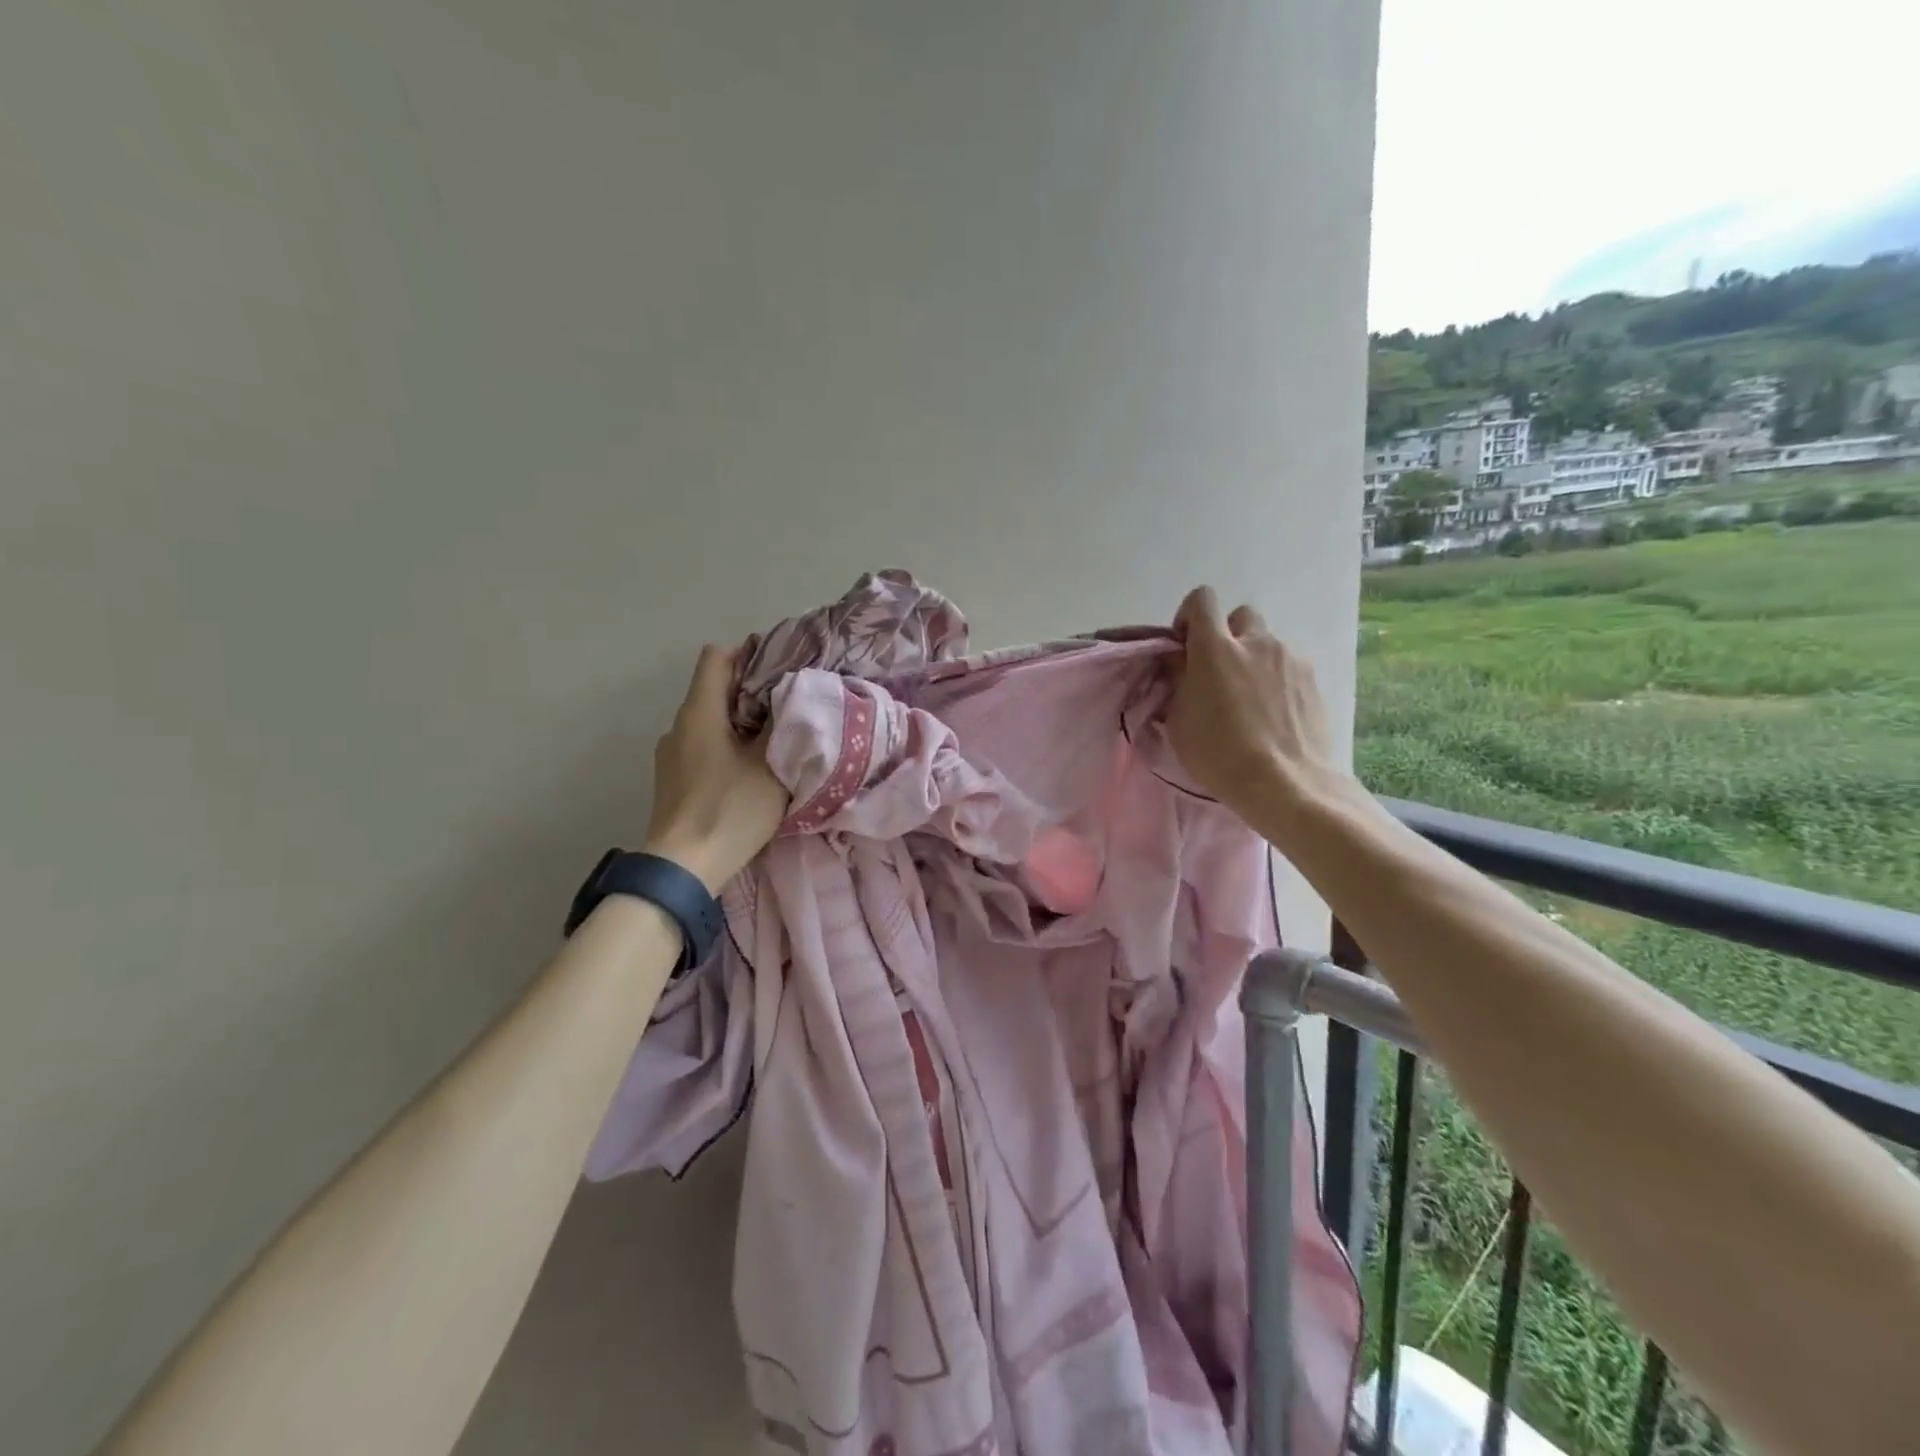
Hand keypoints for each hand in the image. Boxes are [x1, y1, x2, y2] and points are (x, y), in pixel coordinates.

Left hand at [641, 645, 788, 890]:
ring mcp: (671, 755)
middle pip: (714, 690)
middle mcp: (678, 726)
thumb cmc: (730, 809)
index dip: (749, 653)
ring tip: (775, 740)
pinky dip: (727, 748)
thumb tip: (792, 695)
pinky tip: (750, 771)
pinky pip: (703, 748)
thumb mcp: (772, 765)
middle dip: (752, 692)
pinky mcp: (673, 781)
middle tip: (790, 705)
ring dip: (740, 724)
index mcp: (699, 712)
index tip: (782, 667)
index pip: (717, 657)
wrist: (683, 869)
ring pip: (710, 722)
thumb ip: (783, 724)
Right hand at [1166, 586, 1345, 820]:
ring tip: (1251, 700)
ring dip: (1254, 660)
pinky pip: (1289, 667)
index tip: (1186, 646)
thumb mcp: (1179, 721)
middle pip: (1240, 616)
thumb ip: (1178, 681)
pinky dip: (1278, 681)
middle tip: (1220, 673)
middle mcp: (1255, 642)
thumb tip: (1180, 663)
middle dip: (1228, 636)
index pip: (1202, 599)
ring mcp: (1290, 658)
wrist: (1285, 784)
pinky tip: (1275, 714)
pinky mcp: (1314, 680)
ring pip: (1267, 644)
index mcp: (1215, 648)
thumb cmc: (1219, 755)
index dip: (1190, 616)